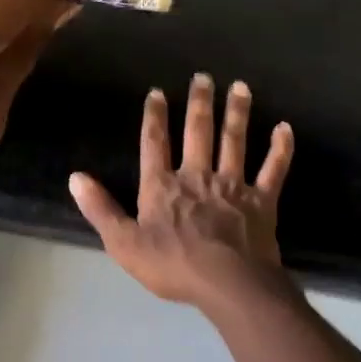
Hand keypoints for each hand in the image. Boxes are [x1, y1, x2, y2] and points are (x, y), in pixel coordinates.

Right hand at [69, 73, 294, 310]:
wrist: (228, 284)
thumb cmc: (172, 265)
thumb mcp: (123, 243)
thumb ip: (100, 209)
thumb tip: (76, 177)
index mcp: (162, 186)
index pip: (155, 143)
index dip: (155, 116)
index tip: (158, 92)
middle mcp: (197, 176)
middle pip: (198, 132)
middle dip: (199, 103)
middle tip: (203, 77)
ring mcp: (232, 186)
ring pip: (235, 141)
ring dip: (237, 113)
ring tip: (240, 87)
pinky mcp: (261, 201)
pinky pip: (273, 169)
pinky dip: (280, 149)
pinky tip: (284, 128)